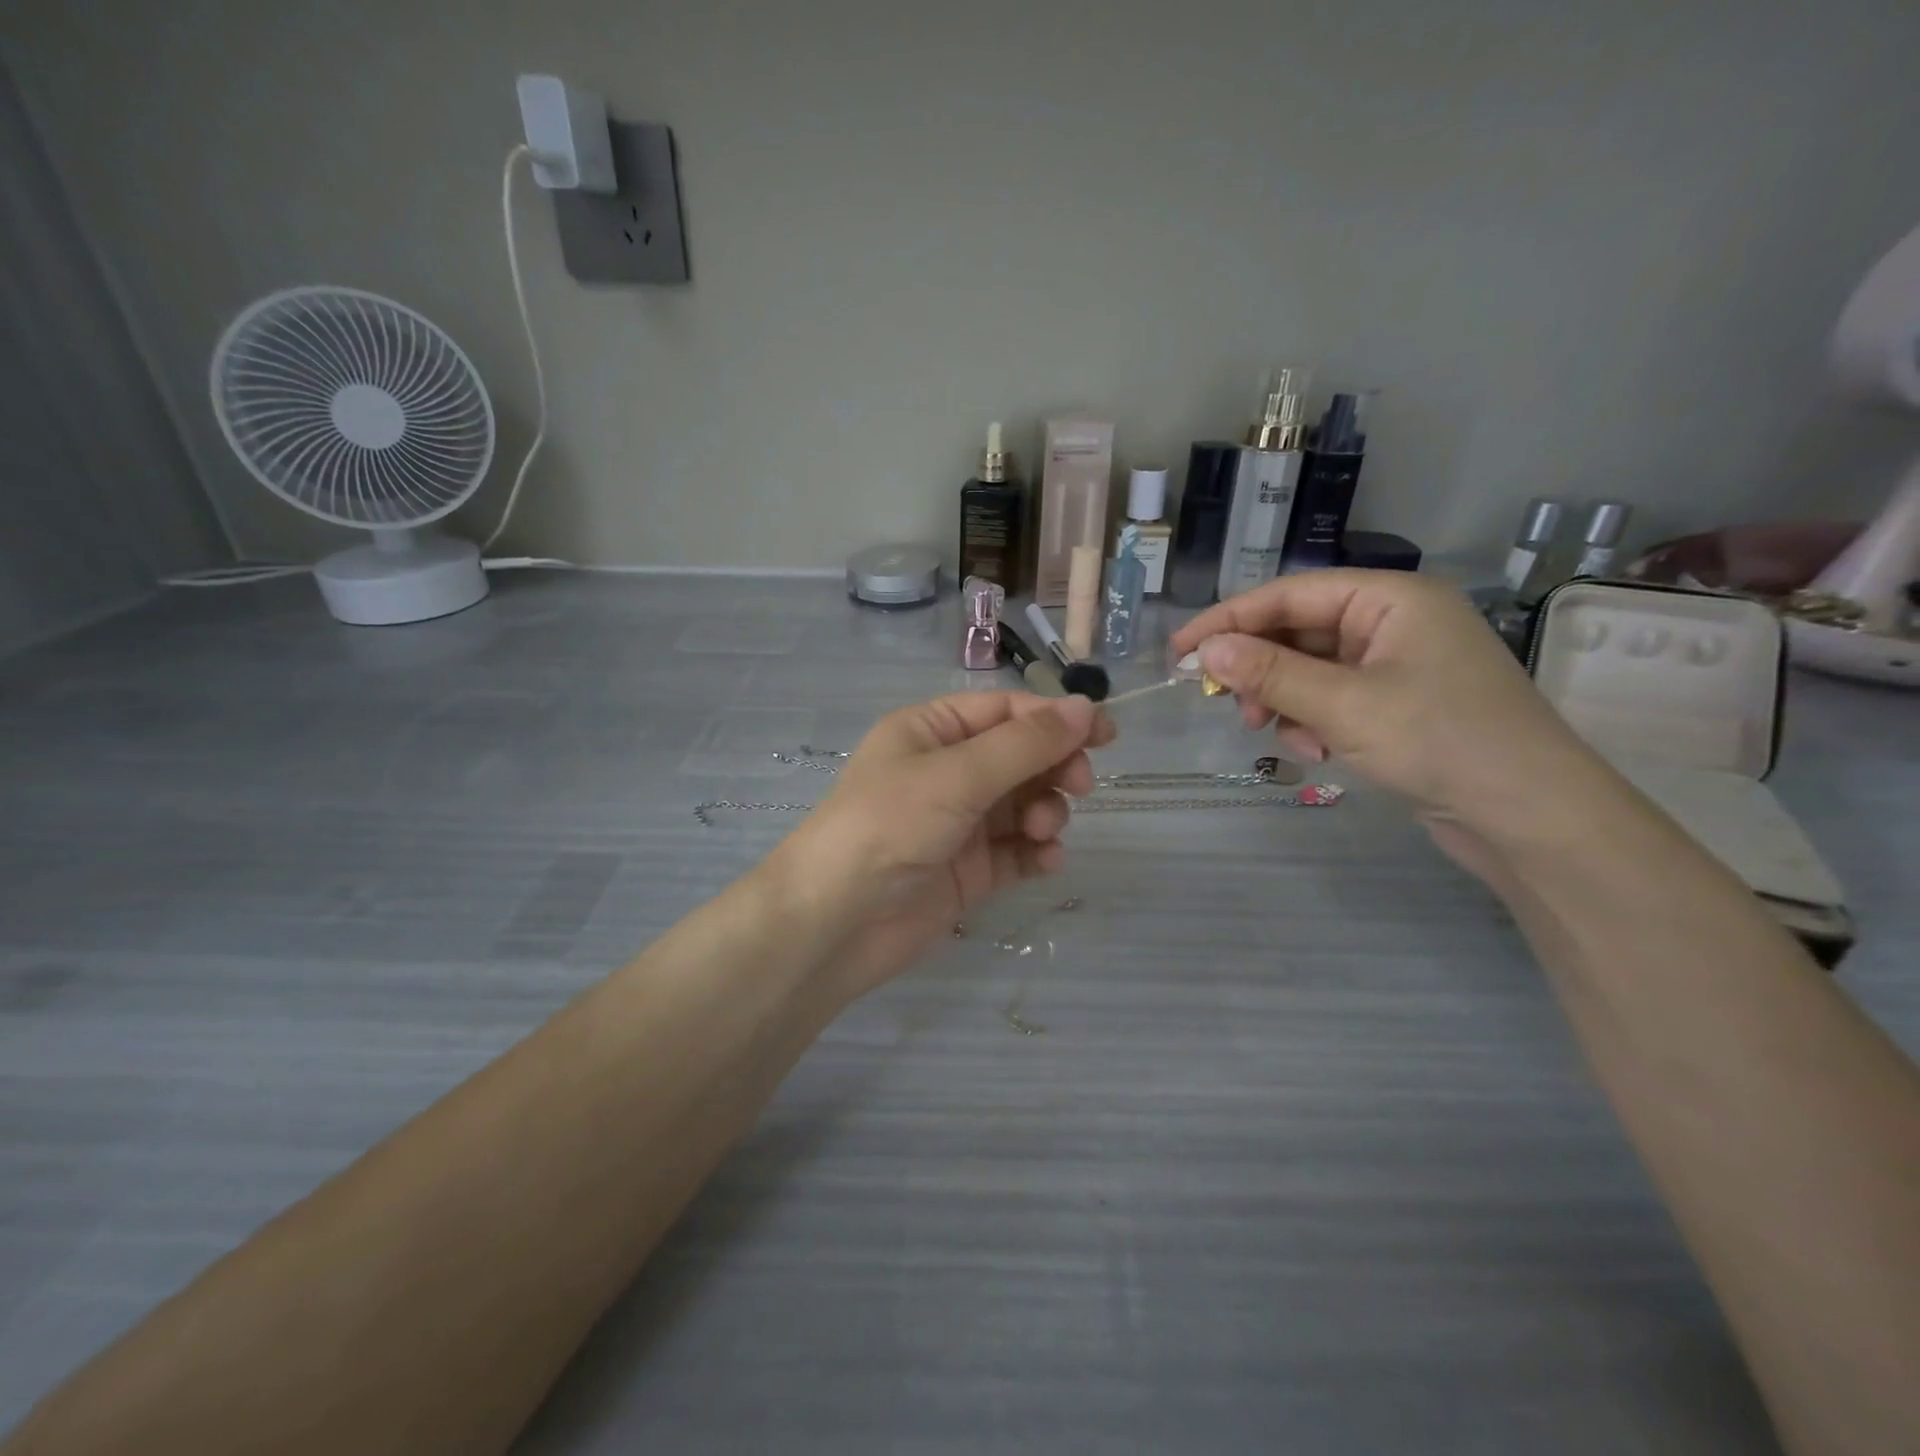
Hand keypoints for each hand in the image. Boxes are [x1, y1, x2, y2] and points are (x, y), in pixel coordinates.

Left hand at [764, 692, 1113, 1001]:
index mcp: (932, 731)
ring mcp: (958, 823)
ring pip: (1024, 804)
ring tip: (1041, 831)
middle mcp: (946, 771)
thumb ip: (1026, 743)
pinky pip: (1016, 851)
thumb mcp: (957, 774)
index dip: (1056, 718)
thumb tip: (1086, 708)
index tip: (1105, 734)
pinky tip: (1045, 861)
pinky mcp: (968, 871)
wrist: (835, 921)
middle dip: (1054, 768)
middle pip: (1020, 756)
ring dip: (1045, 812)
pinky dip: (1036, 852)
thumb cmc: (889, 825)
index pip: (1005, 711)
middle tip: (1078, 786)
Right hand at [1170, 570, 1607, 867]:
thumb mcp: (1343, 705)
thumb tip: (1206, 650)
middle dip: (1260, 669)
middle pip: (1298, 631)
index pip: (1288, 594)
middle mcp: (1394, 621)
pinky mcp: (1400, 703)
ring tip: (1279, 735)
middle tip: (1223, 704)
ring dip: (1284, 700)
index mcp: (1391, 598)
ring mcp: (1399, 664)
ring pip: (1311, 669)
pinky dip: (1314, 720)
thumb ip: (1269, 673)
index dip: (1229, 621)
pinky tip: (1319, 751)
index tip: (1180, 651)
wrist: (1531, 816)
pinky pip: (1334, 698)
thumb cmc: (1440, 741)